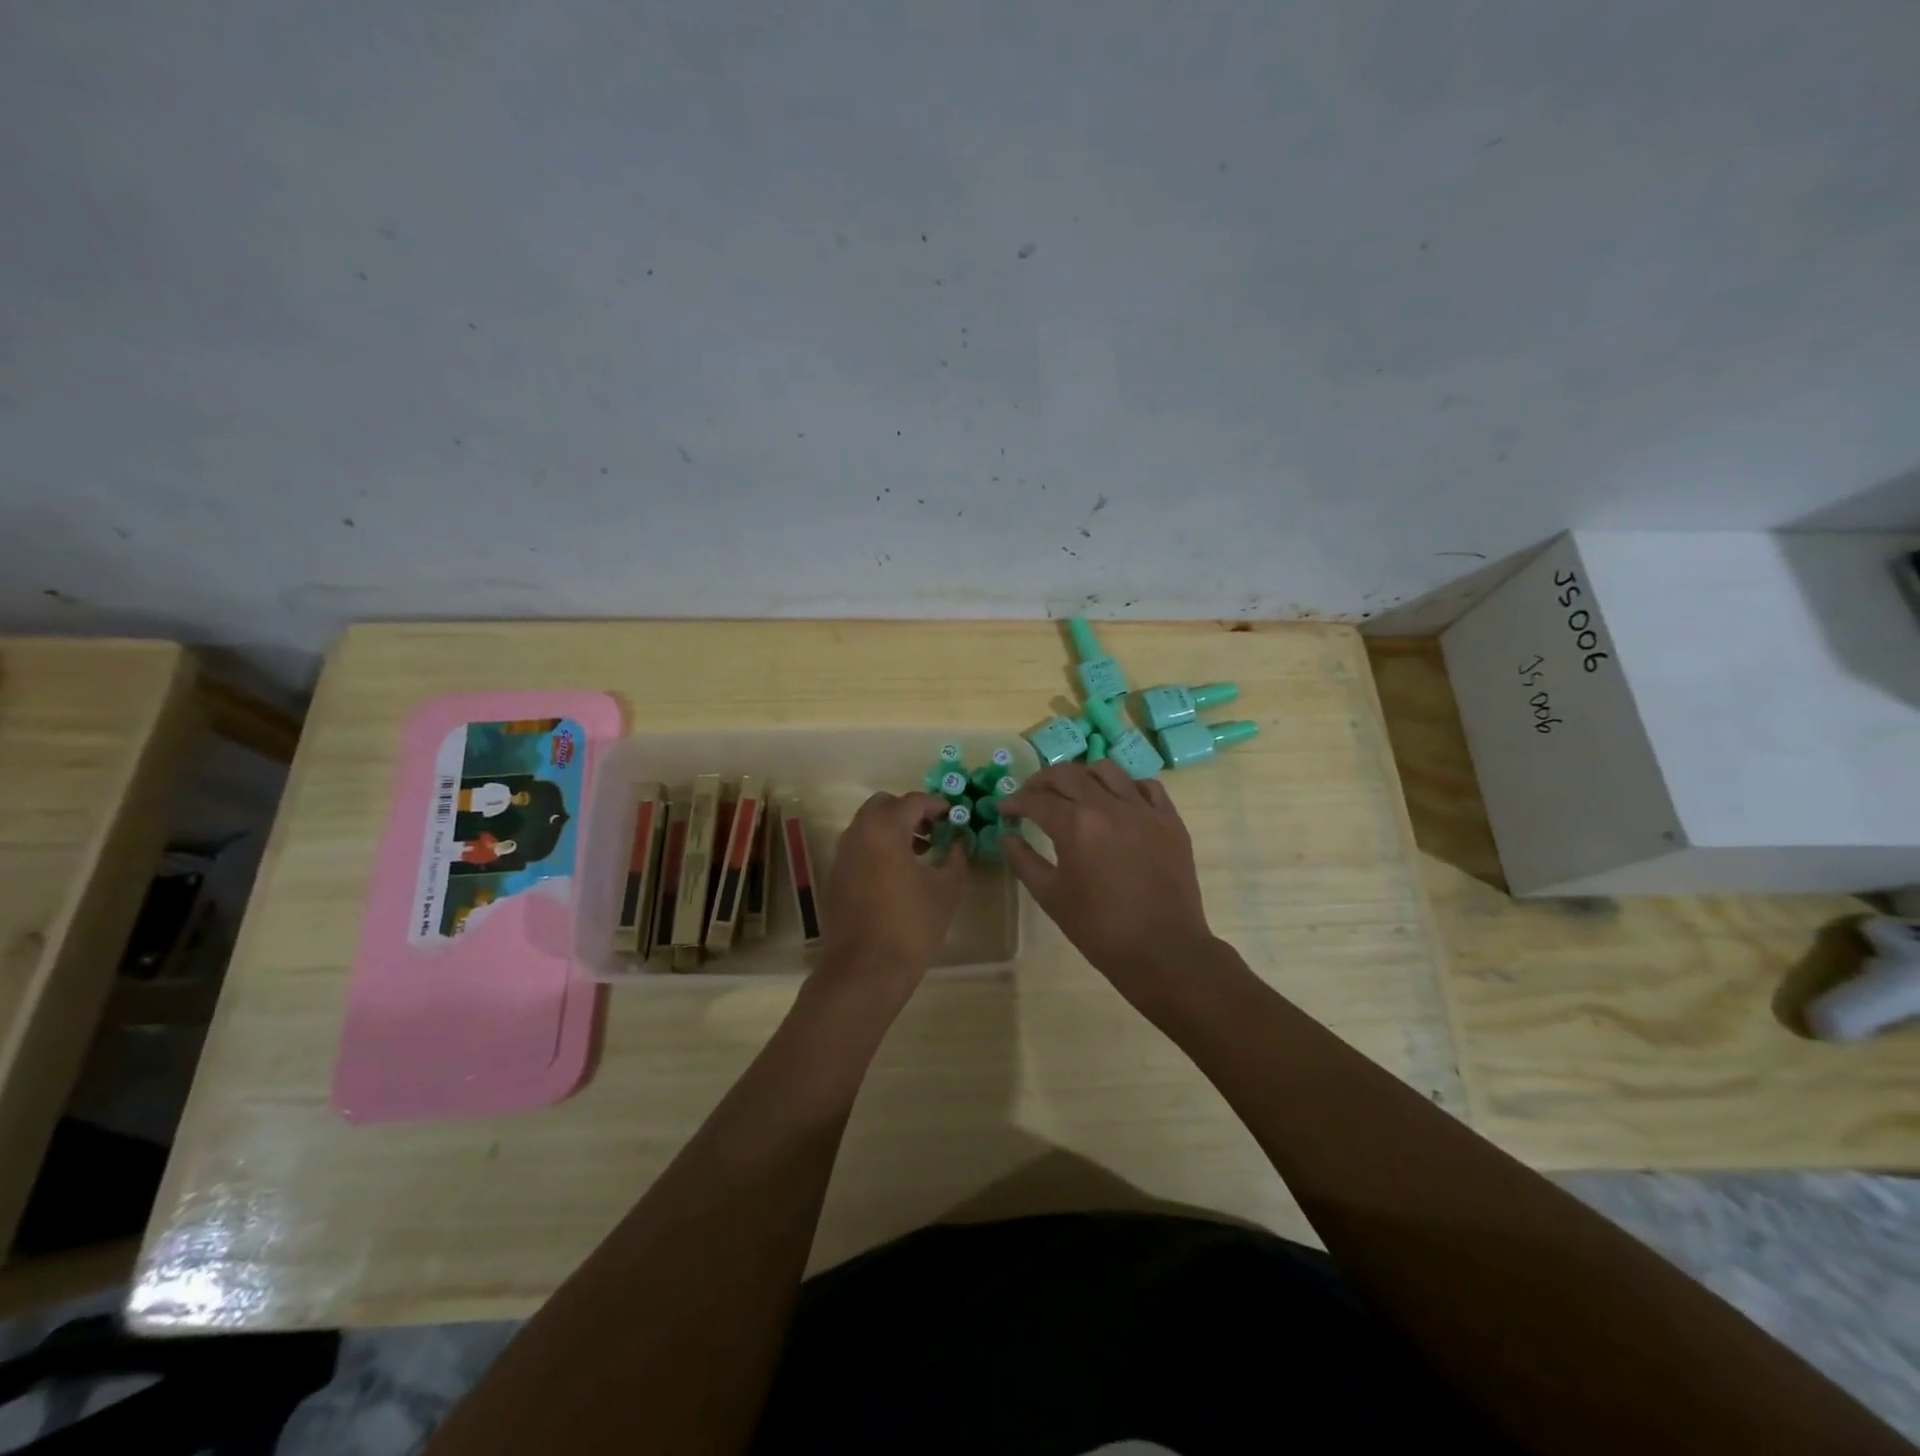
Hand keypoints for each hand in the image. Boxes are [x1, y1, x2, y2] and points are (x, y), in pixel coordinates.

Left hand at [813, 791, 968, 1003]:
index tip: (955, 817)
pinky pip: (860, 847)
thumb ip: (956, 857)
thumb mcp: (946, 889)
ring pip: (868, 825)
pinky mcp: (836, 876)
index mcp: (884, 829)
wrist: (865, 970)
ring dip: (894, 829)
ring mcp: (842, 855)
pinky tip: (900, 873)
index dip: (938, 805)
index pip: (913, 801)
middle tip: (935, 830)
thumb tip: (959, 842)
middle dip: (911, 812)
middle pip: (884, 805)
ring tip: (922, 852)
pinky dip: (879, 847)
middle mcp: (857, 833)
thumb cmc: (911, 925)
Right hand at [999, 763, 1215, 1012]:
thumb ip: (1023, 861)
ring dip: (1082, 776)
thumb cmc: (1099, 928)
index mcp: (1076, 825)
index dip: (1015, 802)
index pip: (1036, 800)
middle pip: (1068, 775)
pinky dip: (1126, 787)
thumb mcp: (1051, 897)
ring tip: (1073, 792)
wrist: (1162, 949)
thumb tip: (1008, 836)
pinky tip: (1117, 802)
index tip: (1004, 808)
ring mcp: (1143, 809)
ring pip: (1107, 770)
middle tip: (1030, 796)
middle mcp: (1108, 806)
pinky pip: (1146, 786)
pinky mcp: (1169, 819)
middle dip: (1041, 782)